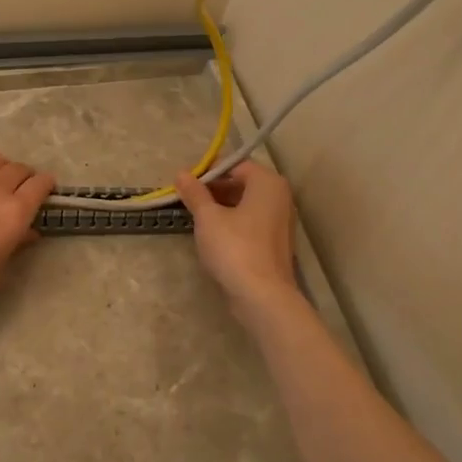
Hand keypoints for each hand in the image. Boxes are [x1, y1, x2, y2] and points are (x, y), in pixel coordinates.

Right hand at [176, 162, 300, 317]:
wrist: (262, 296)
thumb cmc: (235, 248)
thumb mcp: (208, 218)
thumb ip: (194, 193)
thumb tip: (181, 174)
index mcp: (267, 183)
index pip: (235, 164)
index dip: (208, 171)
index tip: (186, 182)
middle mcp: (279, 197)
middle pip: (242, 183)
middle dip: (214, 188)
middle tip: (187, 198)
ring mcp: (280, 221)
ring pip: (245, 204)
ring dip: (221, 206)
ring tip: (196, 216)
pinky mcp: (275, 242)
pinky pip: (250, 222)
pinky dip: (232, 222)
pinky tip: (212, 234)